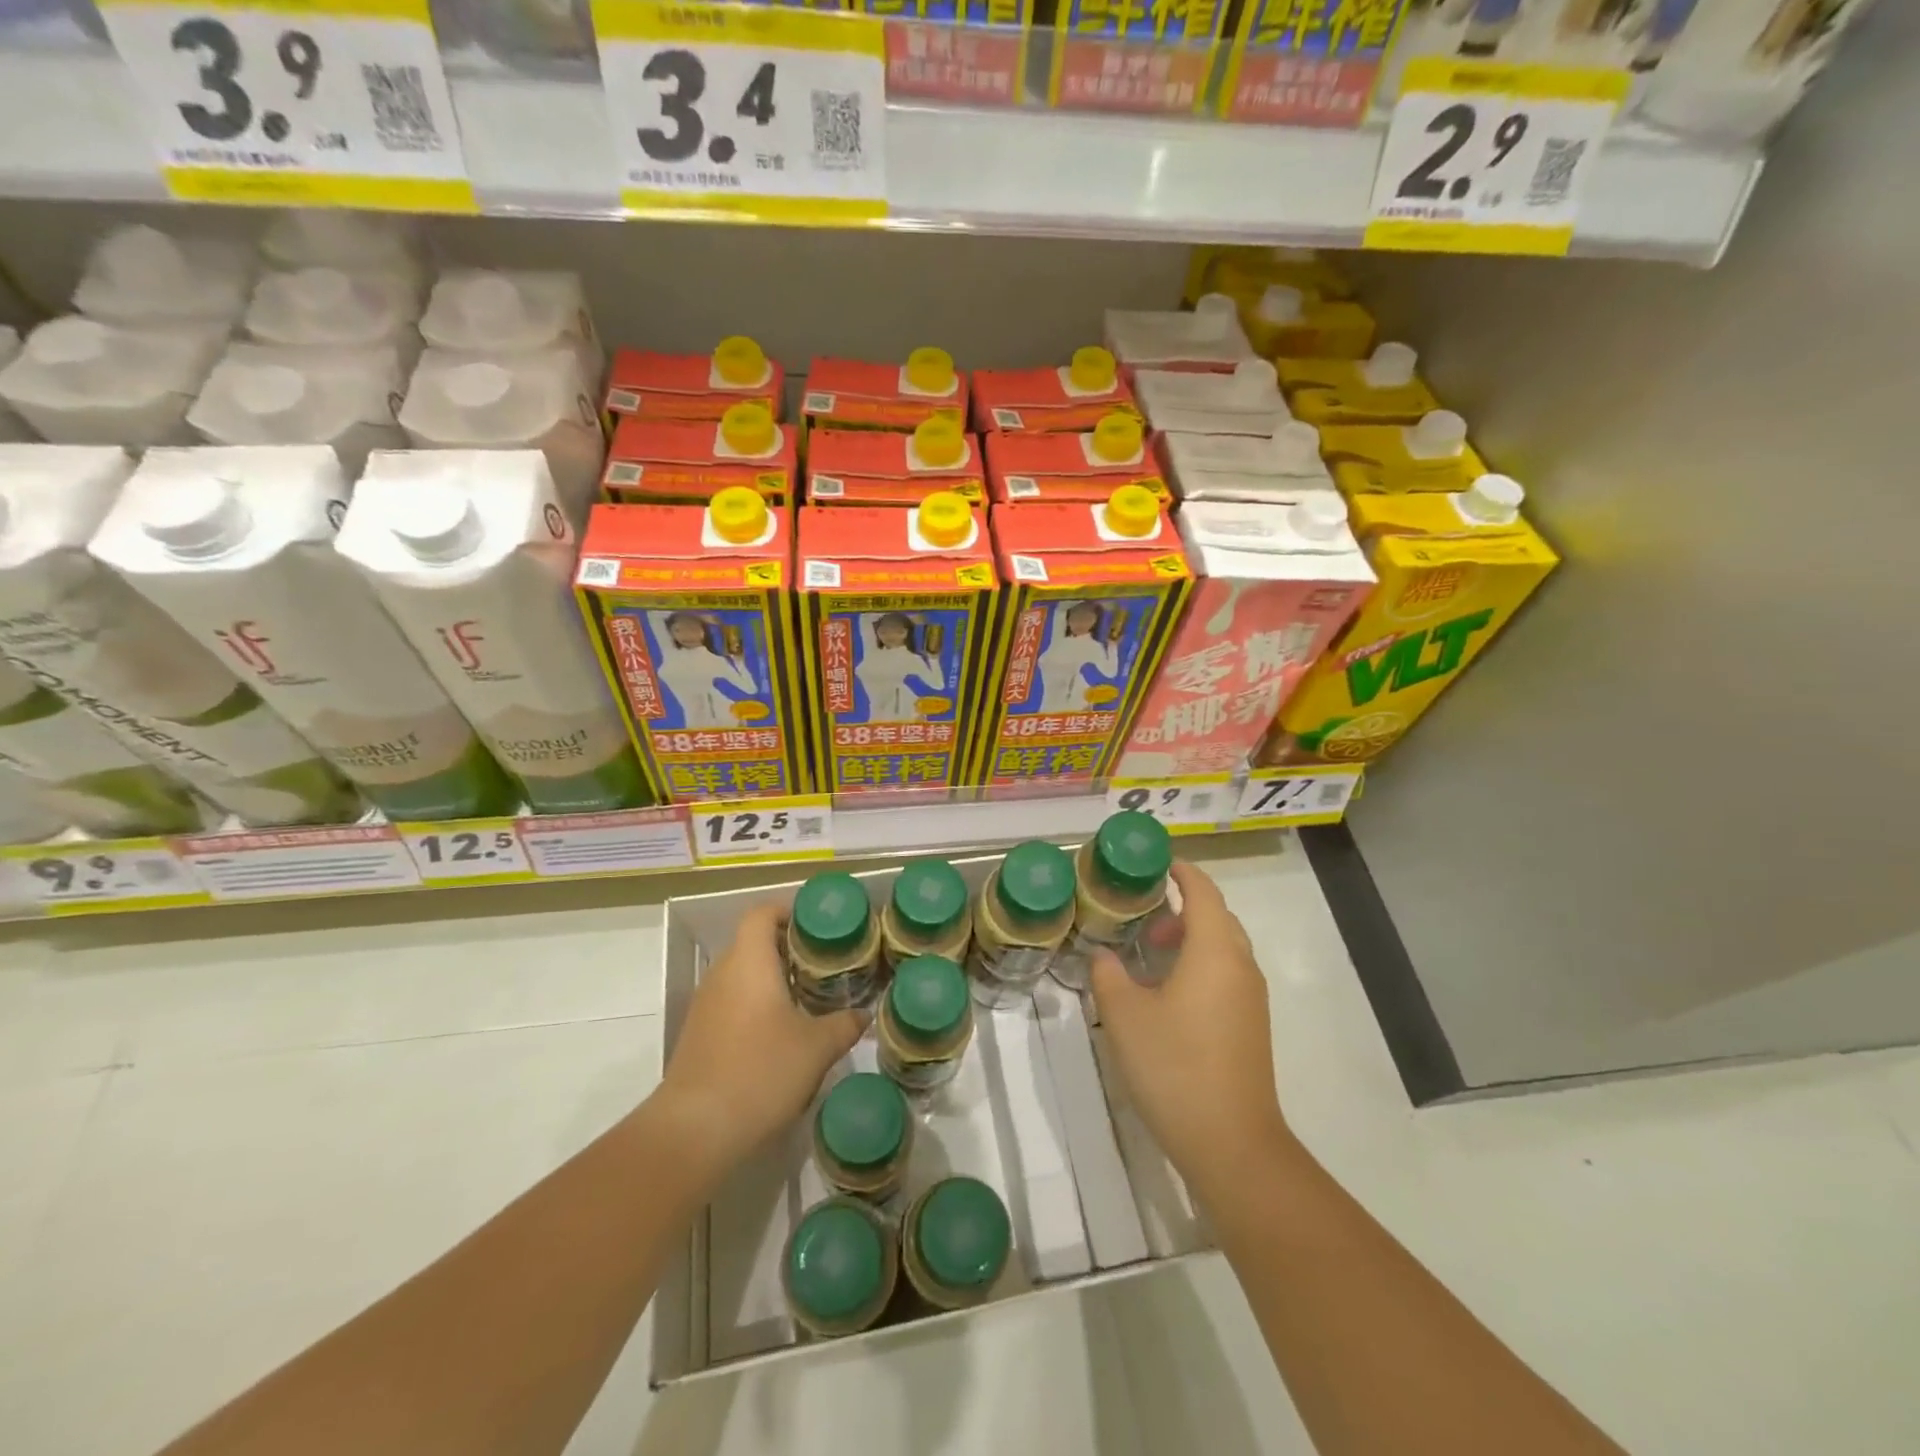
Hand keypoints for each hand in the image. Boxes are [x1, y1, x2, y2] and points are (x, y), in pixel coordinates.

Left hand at [657, 901, 863, 1179]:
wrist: (695, 1130)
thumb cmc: (761, 1072)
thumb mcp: (817, 1048)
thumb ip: (844, 1024)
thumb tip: (862, 1015)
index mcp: (749, 962)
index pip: (762, 914)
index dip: (788, 911)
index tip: (817, 926)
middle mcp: (723, 974)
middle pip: (753, 943)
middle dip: (788, 948)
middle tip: (824, 964)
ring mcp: (706, 1005)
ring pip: (742, 975)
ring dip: (772, 979)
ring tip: (808, 997)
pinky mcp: (699, 1035)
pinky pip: (732, 1003)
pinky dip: (756, 1006)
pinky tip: (780, 1034)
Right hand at [1090, 862, 1289, 1195]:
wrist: (1231, 1143)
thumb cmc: (1174, 1066)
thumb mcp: (1124, 1015)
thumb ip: (1108, 975)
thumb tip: (1104, 958)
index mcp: (1214, 951)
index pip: (1204, 892)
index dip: (1182, 873)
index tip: (1156, 865)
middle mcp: (1241, 966)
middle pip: (1217, 918)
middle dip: (1182, 909)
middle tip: (1143, 917)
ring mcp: (1251, 999)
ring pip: (1223, 949)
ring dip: (1190, 940)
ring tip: (1149, 957)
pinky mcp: (1252, 1026)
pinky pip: (1227, 976)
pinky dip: (1199, 966)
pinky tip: (1168, 995)